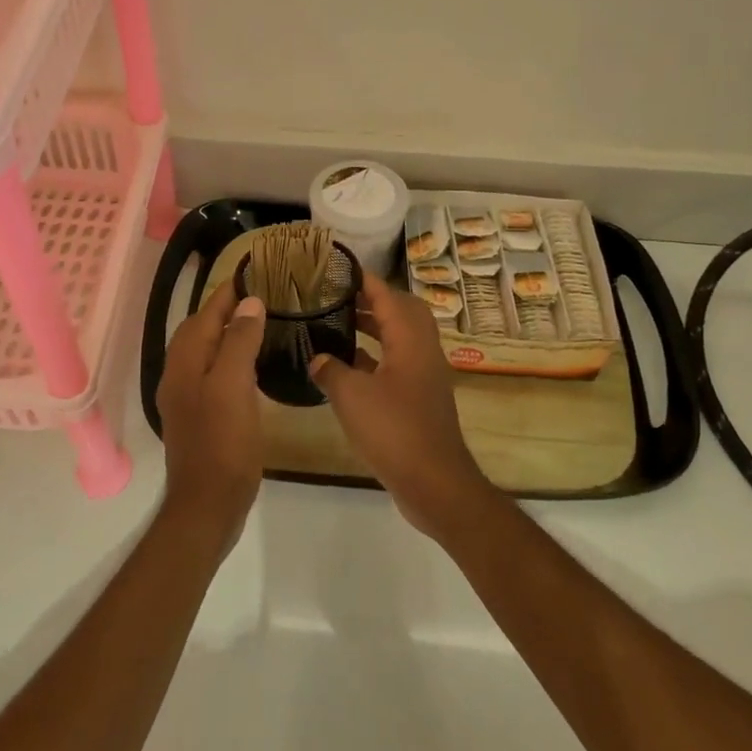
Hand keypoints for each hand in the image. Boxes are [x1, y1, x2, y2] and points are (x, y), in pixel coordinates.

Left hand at [155, 279, 267, 538]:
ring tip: (256, 324)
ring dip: (225, 334)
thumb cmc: (223, 442)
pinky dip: (227, 358)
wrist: (208, 504)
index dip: (225, 292)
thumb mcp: (233, 385)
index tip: (250, 271)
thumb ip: (238, 341)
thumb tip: (249, 303)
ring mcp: (186, 399)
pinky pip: (211, 374)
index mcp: (184, 363)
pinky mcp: (199, 417)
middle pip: (198, 331)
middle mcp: (178, 376)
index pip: (203, 315)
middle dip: (222, 309)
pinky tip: (248, 366)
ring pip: (204, 353)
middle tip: (256, 296)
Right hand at [309, 272, 493, 537]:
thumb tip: (317, 358)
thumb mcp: (351, 397)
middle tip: (340, 296)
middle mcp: (422, 350)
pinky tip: (348, 366)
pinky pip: (398, 362)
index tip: (340, 269)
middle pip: (402, 311)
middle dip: (373, 300)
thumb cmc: (393, 431)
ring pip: (400, 337)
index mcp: (410, 340)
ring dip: (374, 327)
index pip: (388, 296)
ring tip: (339, 323)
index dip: (365, 280)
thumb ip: (331, 370)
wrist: (434, 481)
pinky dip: (375, 356)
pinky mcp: (420, 397)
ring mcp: (424, 375)